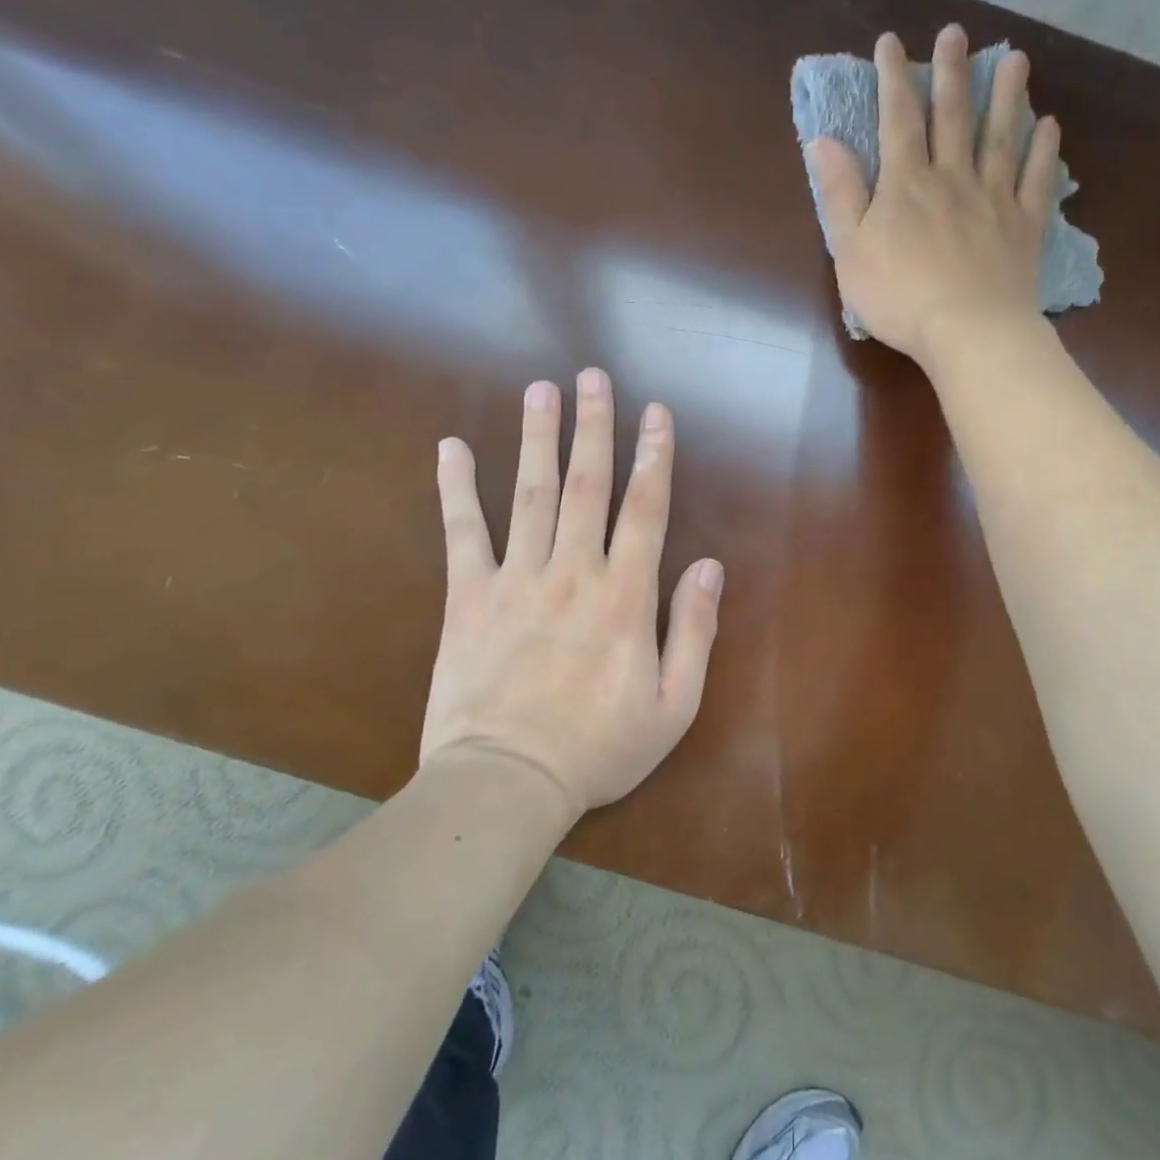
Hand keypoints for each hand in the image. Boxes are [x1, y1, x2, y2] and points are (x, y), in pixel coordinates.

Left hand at [422, 369, 723, 817]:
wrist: (506, 783)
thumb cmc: (598, 748)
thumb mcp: (673, 705)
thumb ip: (694, 631)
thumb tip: (710, 566)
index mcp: (625, 596)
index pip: (646, 509)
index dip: (654, 456)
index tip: (656, 413)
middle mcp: (574, 571)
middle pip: (587, 484)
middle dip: (594, 426)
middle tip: (592, 376)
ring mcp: (517, 578)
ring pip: (530, 493)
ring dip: (538, 438)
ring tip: (541, 390)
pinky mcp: (469, 596)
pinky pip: (462, 532)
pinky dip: (456, 488)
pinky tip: (450, 447)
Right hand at [807, 23, 1060, 363]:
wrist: (969, 331)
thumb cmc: (899, 297)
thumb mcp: (850, 250)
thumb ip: (840, 194)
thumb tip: (822, 141)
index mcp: (906, 184)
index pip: (897, 119)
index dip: (893, 78)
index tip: (891, 42)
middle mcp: (952, 178)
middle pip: (952, 117)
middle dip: (951, 72)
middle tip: (957, 32)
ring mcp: (994, 199)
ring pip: (1000, 137)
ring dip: (1006, 96)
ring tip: (1016, 59)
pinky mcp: (1024, 226)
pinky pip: (1036, 179)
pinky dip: (1044, 150)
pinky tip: (1049, 125)